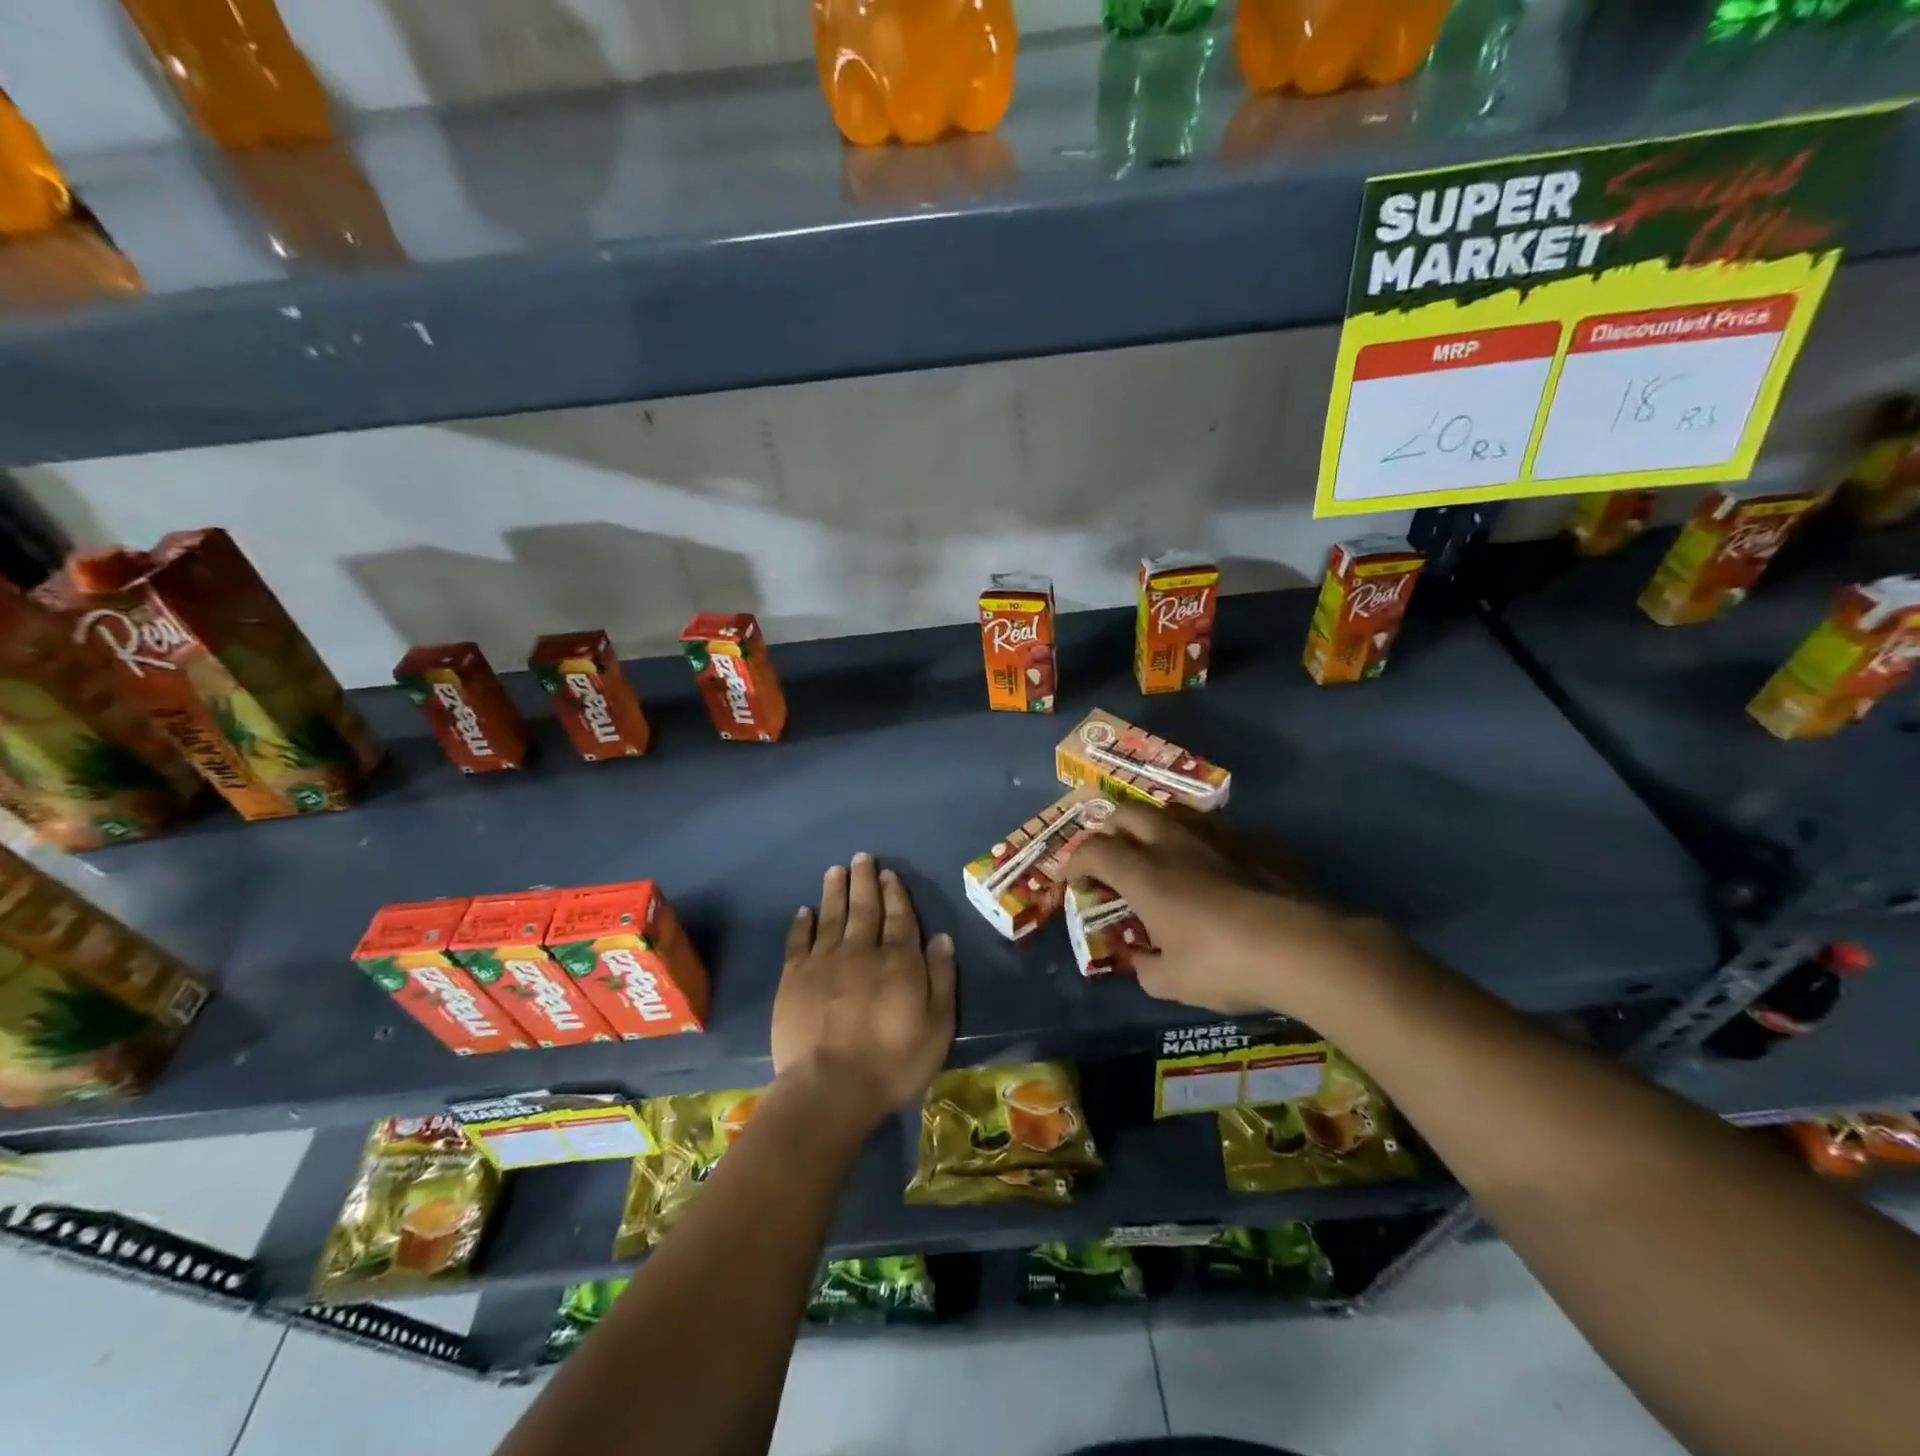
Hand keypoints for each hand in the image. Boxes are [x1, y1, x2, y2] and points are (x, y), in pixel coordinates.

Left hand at [771, 853, 956, 1132]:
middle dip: (865, 881)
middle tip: (862, 857)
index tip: (890, 873)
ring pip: (831, 916)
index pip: (900, 917)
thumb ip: (941, 979)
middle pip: (864, 908)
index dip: (895, 893)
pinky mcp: (794, 978)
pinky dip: (802, 924)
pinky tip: (804, 911)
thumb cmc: (893, 1063)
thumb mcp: (937, 1027)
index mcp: (898, 961)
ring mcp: (824, 962)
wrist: (830, 1089)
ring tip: (835, 870)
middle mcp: (861, 951)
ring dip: (834, 891)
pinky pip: (798, 941)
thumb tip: (943, 938)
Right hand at [1063, 804, 1402, 1016]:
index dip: (1075, 862)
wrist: (1303, 947)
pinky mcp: (1252, 842)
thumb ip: (1145, 966)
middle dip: (1109, 830)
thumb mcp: (1172, 982)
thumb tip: (1140, 959)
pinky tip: (1209, 865)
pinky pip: (1211, 827)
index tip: (1074, 880)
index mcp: (1143, 874)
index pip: (1093, 850)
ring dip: (1152, 827)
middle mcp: (1172, 844)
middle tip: (1110, 855)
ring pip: (1170, 812)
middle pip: (1127, 814)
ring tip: (1156, 853)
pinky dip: (1196, 840)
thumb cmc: (1224, 965)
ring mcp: (1215, 837)